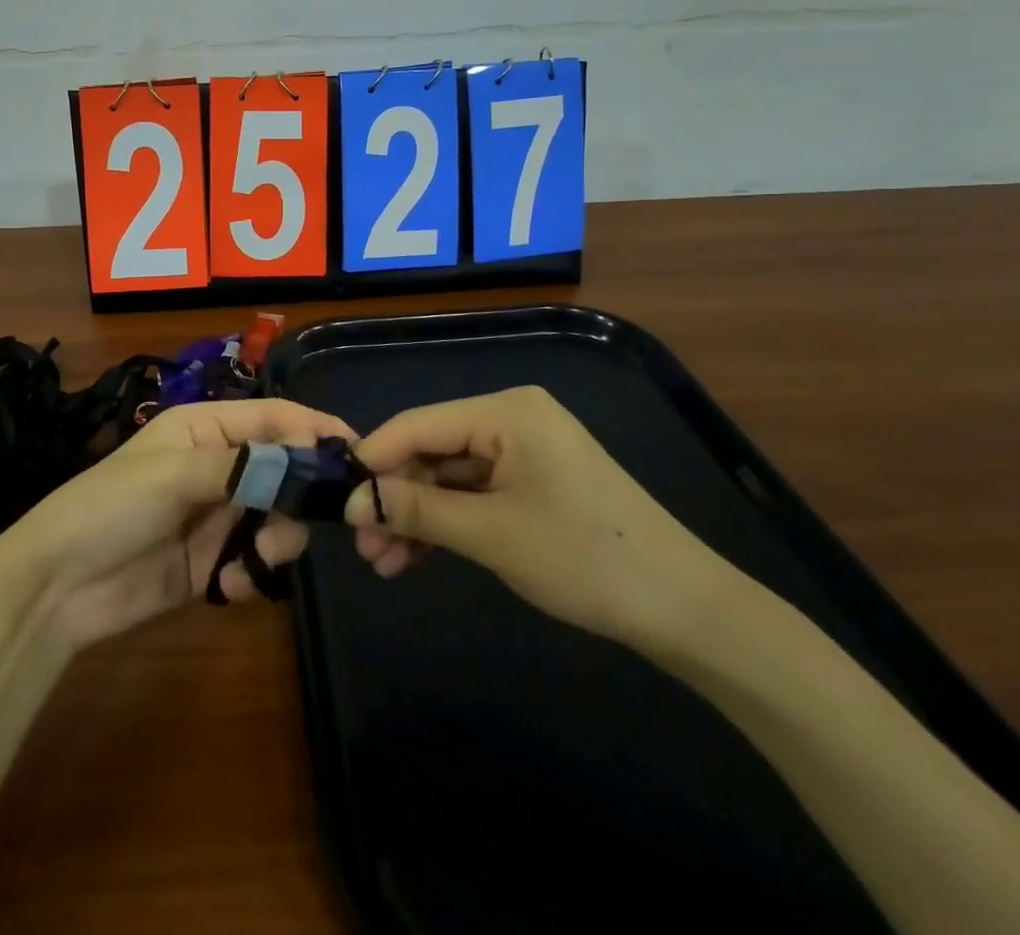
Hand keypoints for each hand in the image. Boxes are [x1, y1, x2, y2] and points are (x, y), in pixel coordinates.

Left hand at [0, 397, 355, 650]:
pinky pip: (258, 562)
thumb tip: (306, 459)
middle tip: (294, 526)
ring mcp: (218, 515)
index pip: (274, 417)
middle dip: (299, 498)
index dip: (314, 430)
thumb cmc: (109, 507)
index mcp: (206, 428)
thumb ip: (243, 465)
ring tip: (253, 561)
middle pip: (286, 470)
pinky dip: (254, 574)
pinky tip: (228, 587)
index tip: (357, 454)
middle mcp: (219, 466)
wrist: (57, 588)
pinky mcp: (215, 562)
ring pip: (280, 518)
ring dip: (278, 540)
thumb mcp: (172, 473)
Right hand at [345, 386, 732, 651]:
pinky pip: (476, 492)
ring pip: (450, 476)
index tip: (334, 496)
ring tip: (383, 564)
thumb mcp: (490, 534)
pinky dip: (447, 522)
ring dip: (417, 516)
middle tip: (362, 545)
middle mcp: (512, 418)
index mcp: (505, 411)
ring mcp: (526, 450)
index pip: (418, 424)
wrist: (685, 609)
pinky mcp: (535, 481)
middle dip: (395, 497)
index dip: (373, 458)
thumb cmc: (584, 558)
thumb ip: (416, 509)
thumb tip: (351, 502)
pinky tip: (417, 557)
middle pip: (432, 450)